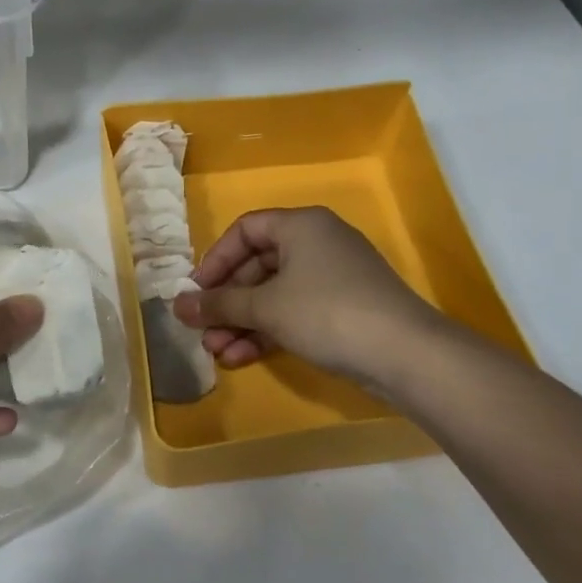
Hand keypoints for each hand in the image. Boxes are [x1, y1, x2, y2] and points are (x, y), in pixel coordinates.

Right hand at [173, 207, 438, 388]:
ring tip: (218, 352)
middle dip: (226, 302)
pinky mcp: (342, 308)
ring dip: (243, 322)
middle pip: (257, 266)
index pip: (245, 230)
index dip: (215, 260)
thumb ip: (218, 304)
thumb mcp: (265, 307)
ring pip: (274, 294)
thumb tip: (177, 306)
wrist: (404, 353)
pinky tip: (243, 357)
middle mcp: (317, 243)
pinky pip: (294, 312)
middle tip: (203, 331)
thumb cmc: (326, 312)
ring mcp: (332, 277)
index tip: (196, 292)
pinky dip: (268, 331)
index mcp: (301, 226)